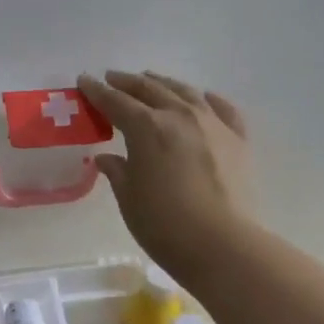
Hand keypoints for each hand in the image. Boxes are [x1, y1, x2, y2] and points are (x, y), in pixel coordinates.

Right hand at [78, 71, 254, 279]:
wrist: (223, 244)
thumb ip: (117, 171)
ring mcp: (213, 124)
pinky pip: (222, 109)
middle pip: (149, 89)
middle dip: (127, 82)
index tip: (84, 80)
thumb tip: (106, 158)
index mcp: (146, 127)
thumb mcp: (129, 198)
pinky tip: (203, 98)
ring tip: (152, 80)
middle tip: (112, 78)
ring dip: (164, 83)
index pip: (115, 102)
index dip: (97, 92)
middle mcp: (179, 115)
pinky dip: (208, 100)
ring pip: (185, 92)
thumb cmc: (164, 224)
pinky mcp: (238, 140)